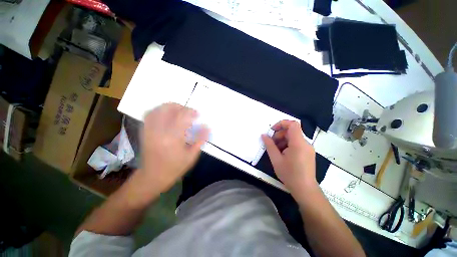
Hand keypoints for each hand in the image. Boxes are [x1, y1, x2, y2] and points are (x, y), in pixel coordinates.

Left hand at [136, 103, 208, 196]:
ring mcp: (150, 131)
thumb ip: (200, 140)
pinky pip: (149, 115)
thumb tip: (207, 127)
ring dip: (170, 107)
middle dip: (180, 107)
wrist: (153, 176)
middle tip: (188, 112)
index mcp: (173, 139)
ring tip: (178, 111)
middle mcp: (159, 132)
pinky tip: (166, 114)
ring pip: (157, 110)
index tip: (197, 114)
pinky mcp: (144, 132)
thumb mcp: (192, 156)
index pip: (182, 117)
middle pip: (168, 109)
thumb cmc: (175, 167)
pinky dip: (159, 110)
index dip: (191, 112)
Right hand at [261, 120, 317, 196]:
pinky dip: (288, 145)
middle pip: (291, 131)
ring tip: (276, 151)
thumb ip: (269, 145)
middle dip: (279, 135)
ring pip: (293, 138)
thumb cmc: (290, 174)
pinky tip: (283, 154)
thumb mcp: (276, 159)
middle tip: (271, 144)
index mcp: (298, 143)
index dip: (281, 124)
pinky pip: (297, 143)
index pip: (292, 124)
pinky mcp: (308, 152)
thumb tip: (264, 135)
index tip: (272, 130)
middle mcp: (305, 143)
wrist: (305, 189)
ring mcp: (308, 148)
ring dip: (283, 141)